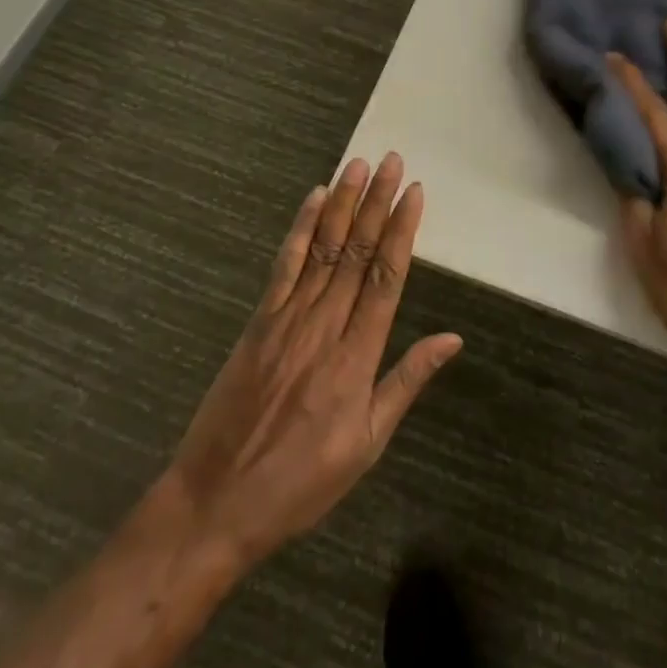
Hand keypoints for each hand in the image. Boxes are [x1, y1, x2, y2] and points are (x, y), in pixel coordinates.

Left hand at [158, 153, 461, 577]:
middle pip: (357, 252)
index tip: (415, 192)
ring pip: (324, 248)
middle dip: (378, 202)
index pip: (386, 277)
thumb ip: (407, 382)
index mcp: (357, 357)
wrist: (214, 505)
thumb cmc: (299, 483)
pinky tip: (314, 199)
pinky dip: (300, 228)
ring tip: (360, 165)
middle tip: (393, 161)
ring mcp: (288, 319)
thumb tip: (452, 338)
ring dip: (344, 203)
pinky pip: (285, 265)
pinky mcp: (259, 321)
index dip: (402, 230)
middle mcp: (325, 326)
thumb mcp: (366, 445)